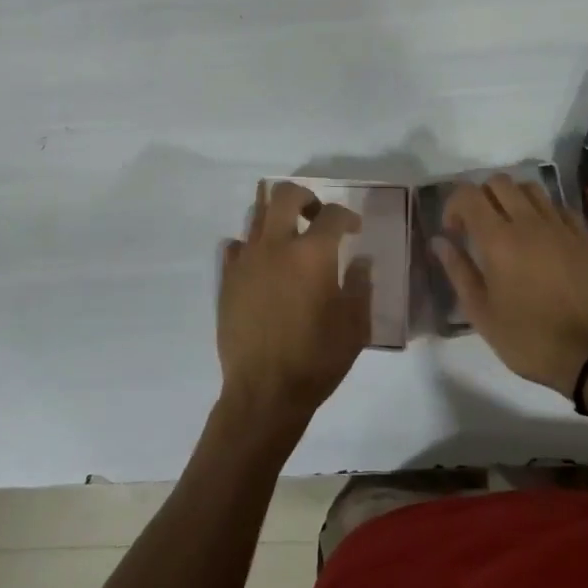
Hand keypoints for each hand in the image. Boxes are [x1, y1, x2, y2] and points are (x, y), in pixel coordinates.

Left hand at [218, 182, 371, 429]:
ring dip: (276, 217)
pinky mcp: (227, 278)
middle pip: (284, 194)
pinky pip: (237, 246)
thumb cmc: (316, 359)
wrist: (264, 392)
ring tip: (289, 238)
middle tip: (316, 216)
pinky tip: (264, 265)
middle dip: (305, 197)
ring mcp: (246, 259)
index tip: (353, 229)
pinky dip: (252, 246)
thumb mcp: (355, 326)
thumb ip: (361, 285)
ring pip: (256, 214)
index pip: (332, 214)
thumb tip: (361, 261)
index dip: (347, 216)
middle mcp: (275, 245)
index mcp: (311, 254)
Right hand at [434, 174, 587, 396]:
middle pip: (499, 182)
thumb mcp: (480, 312)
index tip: (455, 232)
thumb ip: (457, 270)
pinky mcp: (584, 237)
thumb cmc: (527, 338)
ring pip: (530, 188)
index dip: (453, 206)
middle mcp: (529, 222)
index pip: (468, 194)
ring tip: (511, 226)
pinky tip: (541, 236)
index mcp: (498, 240)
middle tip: (480, 226)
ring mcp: (560, 227)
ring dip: (513, 199)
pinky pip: (559, 206)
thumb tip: (439, 241)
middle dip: (481, 197)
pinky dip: (543, 212)